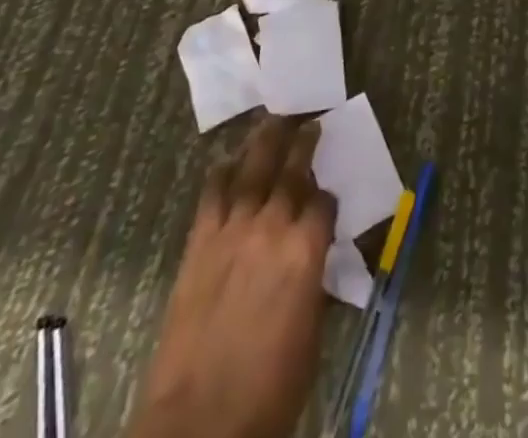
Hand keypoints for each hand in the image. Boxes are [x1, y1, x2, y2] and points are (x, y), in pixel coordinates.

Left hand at [132, 116, 336, 437]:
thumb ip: (313, 281)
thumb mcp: (311, 334)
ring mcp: (233, 230)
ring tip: (274, 120)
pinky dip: (223, 171)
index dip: (328, 196)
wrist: (199, 425)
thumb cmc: (269, 390)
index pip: (324, 202)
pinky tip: (229, 160)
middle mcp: (272, 227)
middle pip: (291, 170)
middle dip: (302, 142)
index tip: (328, 194)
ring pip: (252, 169)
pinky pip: (213, 193)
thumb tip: (313, 257)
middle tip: (309, 121)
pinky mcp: (200, 243)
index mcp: (307, 251)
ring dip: (265, 142)